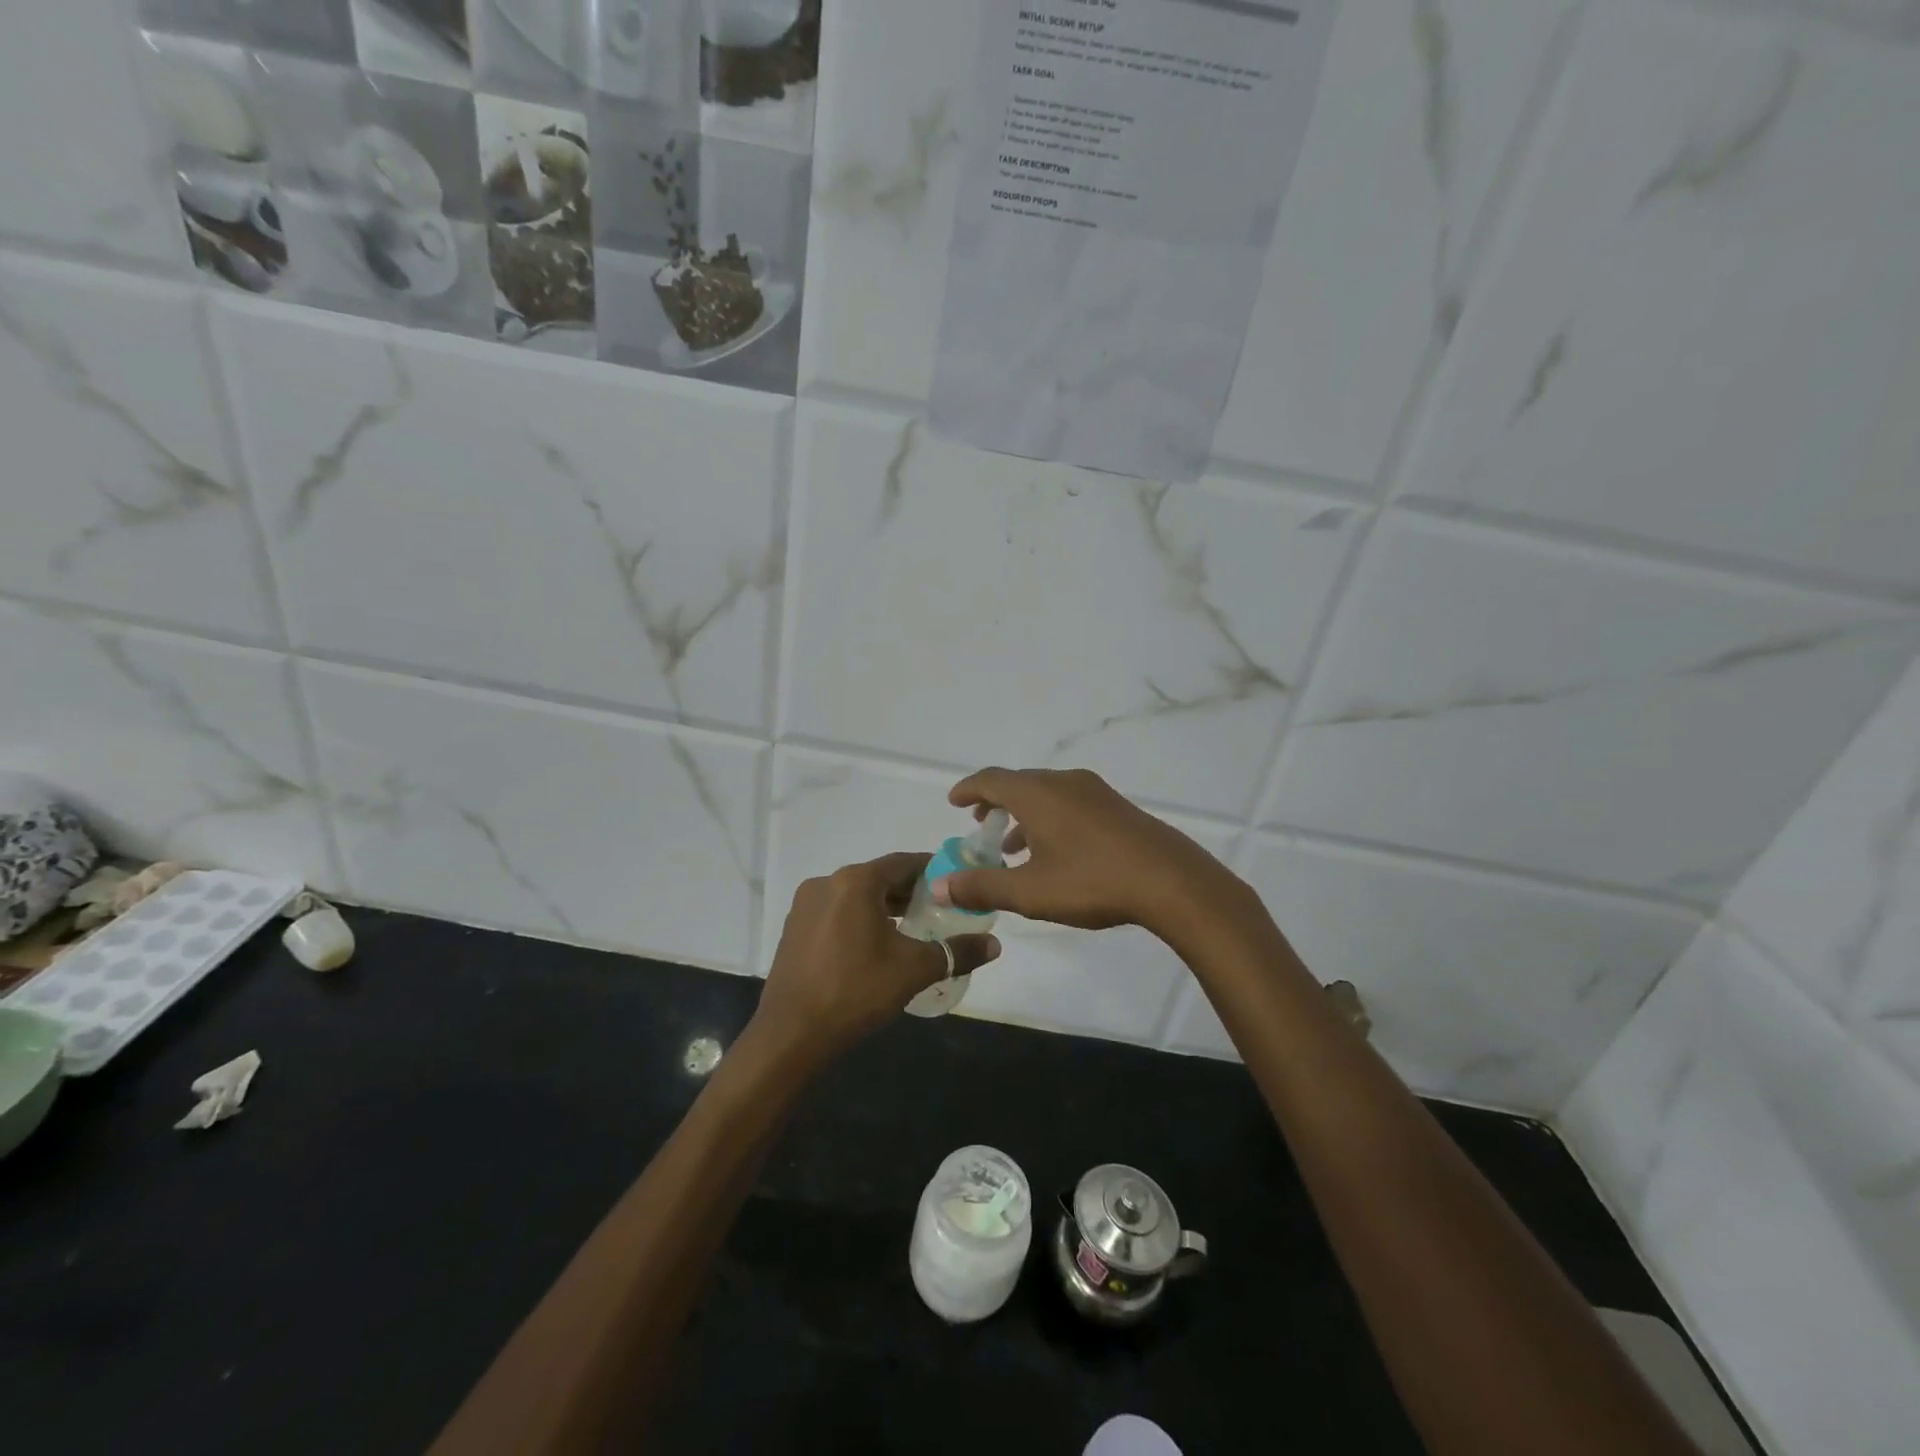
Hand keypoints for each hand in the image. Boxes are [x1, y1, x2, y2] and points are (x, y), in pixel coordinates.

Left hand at [751, 853, 1000, 1064]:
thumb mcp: (914, 969)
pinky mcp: (794, 929)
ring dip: (884, 907)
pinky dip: (860, 920)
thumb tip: (995, 945)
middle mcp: (826, 883)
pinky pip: (836, 913)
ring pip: (856, 896)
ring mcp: (805, 906)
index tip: (955, 882)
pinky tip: (876, 946)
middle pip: (879, 878)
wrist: (792, 1034)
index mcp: (855, 881)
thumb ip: (957, 952)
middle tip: (940, 910)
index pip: (903, 863)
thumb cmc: (856, 991)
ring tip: (913, 929)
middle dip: (910, 892)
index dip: (933, 870)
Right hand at [934, 768, 1248, 936]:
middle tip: (980, 826)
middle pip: (1019, 783)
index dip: (969, 790)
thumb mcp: (1029, 891)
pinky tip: (1054, 852)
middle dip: (995, 803)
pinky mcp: (1116, 807)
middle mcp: (1063, 782)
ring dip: (1023, 815)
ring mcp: (1094, 792)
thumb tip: (939, 885)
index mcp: (1037, 794)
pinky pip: (1068, 803)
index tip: (954, 802)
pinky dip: (1048, 819)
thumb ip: (982, 886)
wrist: (1170, 881)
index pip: (991, 780)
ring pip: (1046, 794)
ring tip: (1012, 847)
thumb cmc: (1092, 881)